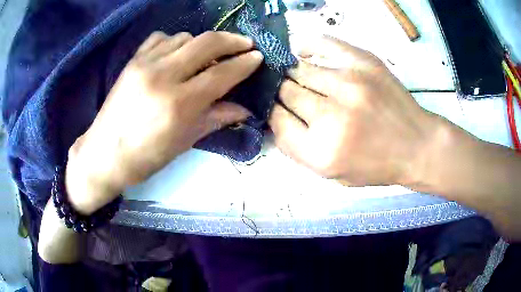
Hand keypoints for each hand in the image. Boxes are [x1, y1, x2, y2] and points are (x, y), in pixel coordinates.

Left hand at [66, 31, 262, 213]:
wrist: (104, 154)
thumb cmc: (145, 157)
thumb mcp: (184, 142)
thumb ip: (216, 118)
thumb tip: (244, 108)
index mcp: (179, 104)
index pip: (222, 73)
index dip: (244, 63)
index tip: (258, 57)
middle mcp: (163, 76)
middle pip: (207, 43)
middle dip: (233, 40)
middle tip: (246, 44)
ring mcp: (145, 64)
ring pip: (185, 37)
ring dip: (203, 42)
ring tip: (208, 55)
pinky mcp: (133, 60)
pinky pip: (161, 38)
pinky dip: (176, 41)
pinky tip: (178, 54)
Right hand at [269, 36, 439, 185]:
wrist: (416, 146)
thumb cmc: (376, 165)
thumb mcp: (332, 174)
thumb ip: (297, 148)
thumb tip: (274, 116)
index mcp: (321, 151)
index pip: (276, 120)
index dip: (272, 113)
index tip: (279, 110)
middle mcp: (332, 116)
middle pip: (285, 91)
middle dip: (281, 93)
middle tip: (288, 93)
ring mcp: (349, 83)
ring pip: (299, 68)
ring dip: (293, 73)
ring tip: (297, 76)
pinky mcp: (364, 62)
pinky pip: (321, 43)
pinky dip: (306, 46)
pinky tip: (303, 52)